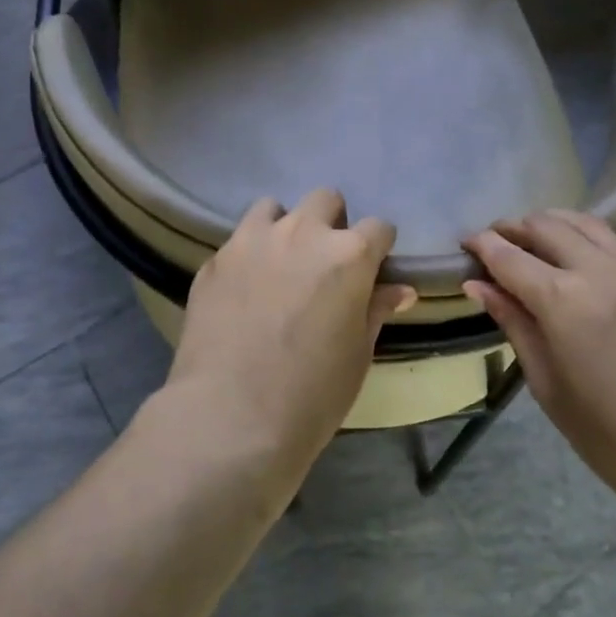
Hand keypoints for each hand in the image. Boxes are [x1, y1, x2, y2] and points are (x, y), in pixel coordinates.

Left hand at [167, 190, 416, 482]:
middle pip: (325, 200)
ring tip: (280, 265)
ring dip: (285, 228)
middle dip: (332, 223)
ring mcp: (252, 240)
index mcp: (348, 255)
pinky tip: (245, 290)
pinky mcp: (216, 259)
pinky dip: (250, 254)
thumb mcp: (357, 354)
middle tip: (324, 264)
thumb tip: (399, 289)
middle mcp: (302, 233)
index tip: (372, 270)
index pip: (378, 228)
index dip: (379, 248)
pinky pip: (239, 240)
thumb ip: (375, 310)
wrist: (231, 416)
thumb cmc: (312, 394)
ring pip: (275, 209)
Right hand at [463, 210, 615, 521]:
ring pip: (585, 223)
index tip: (465, 244)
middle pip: (546, 226)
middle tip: (494, 242)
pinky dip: (588, 235)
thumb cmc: (614, 439)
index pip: (508, 256)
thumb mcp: (550, 387)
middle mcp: (598, 271)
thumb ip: (515, 326)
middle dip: (513, 227)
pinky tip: (582, 253)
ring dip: (551, 223)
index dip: (481, 245)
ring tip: (534, 238)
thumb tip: (479, 286)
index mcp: (562, 301)